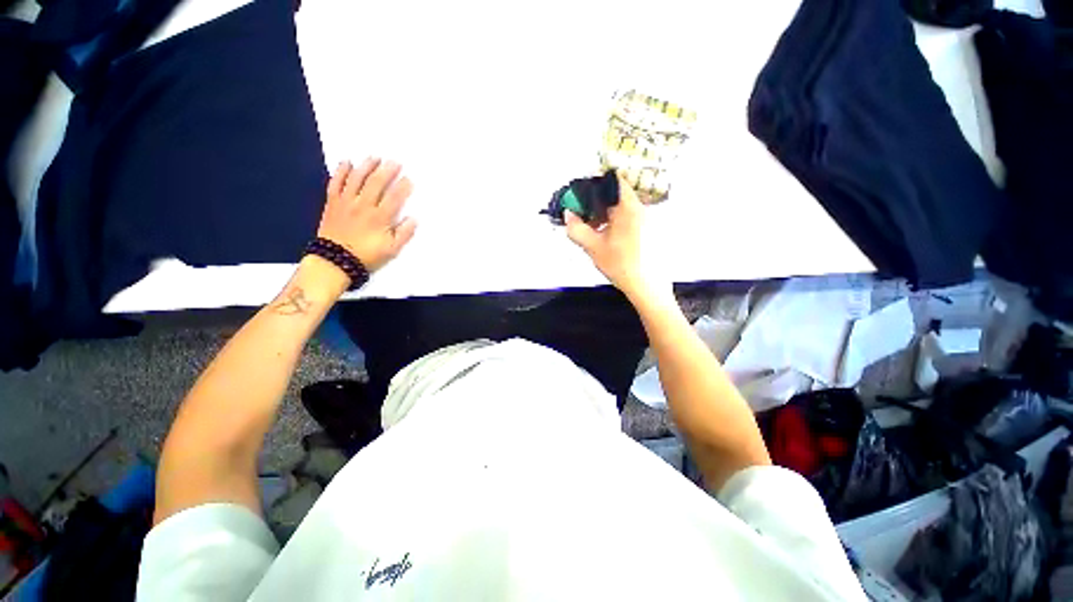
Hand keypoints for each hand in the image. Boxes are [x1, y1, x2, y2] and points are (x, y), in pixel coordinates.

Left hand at [318, 158, 416, 272]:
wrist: (335, 261)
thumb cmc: (367, 256)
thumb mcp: (392, 250)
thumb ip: (404, 234)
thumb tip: (414, 219)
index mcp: (380, 218)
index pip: (394, 197)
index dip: (403, 187)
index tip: (409, 179)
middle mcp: (363, 205)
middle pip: (376, 183)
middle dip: (387, 171)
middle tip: (395, 162)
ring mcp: (346, 202)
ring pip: (357, 178)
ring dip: (366, 166)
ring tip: (375, 157)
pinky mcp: (333, 202)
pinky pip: (336, 182)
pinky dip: (341, 171)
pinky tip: (347, 162)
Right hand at [564, 172, 664, 299]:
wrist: (647, 287)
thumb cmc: (622, 265)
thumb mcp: (593, 247)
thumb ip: (577, 229)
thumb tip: (568, 215)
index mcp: (629, 208)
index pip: (614, 181)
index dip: (596, 183)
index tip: (583, 193)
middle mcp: (641, 209)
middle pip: (617, 196)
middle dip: (597, 203)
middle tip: (583, 215)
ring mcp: (648, 220)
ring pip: (622, 209)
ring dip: (605, 214)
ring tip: (593, 229)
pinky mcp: (650, 231)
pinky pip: (629, 219)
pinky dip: (615, 222)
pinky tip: (606, 237)